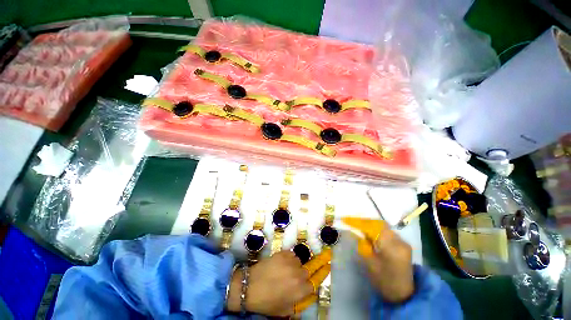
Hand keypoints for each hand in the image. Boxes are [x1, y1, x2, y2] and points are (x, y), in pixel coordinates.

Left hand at [227, 250, 330, 316]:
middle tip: (292, 279)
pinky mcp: (282, 253)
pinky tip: (282, 262)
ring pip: (299, 261)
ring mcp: (290, 262)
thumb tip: (302, 301)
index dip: (306, 287)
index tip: (302, 288)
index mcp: (299, 290)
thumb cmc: (266, 302)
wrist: (249, 286)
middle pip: (306, 272)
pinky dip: (288, 257)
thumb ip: (296, 305)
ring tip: (286, 269)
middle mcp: (297, 274)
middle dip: (301, 276)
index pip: (312, 286)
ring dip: (295, 266)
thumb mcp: (283, 310)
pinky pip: (291, 253)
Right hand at [342, 217, 413, 302]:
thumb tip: (353, 231)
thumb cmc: (384, 281)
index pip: (373, 228)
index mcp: (391, 248)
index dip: (358, 222)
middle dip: (364, 222)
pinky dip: (376, 230)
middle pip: (379, 224)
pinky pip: (387, 231)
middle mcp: (399, 241)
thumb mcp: (370, 263)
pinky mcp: (402, 244)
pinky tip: (369, 234)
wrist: (403, 294)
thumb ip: (362, 245)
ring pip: (383, 226)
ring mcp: (403, 242)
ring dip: (370, 225)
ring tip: (359, 227)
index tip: (345, 220)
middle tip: (352, 222)